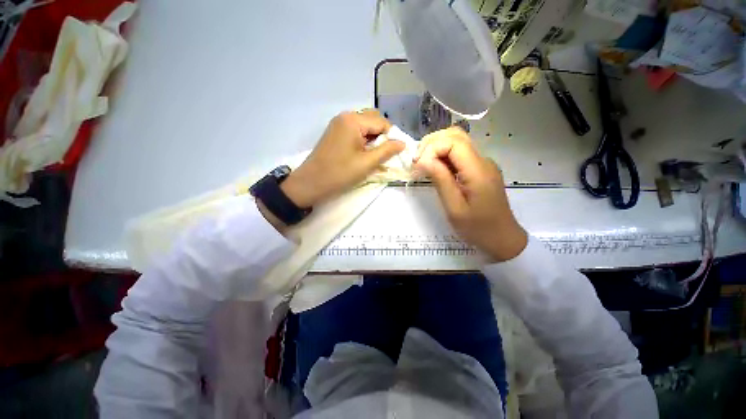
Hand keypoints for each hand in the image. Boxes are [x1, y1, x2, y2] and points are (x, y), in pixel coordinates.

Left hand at [281, 110, 404, 207]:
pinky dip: (363, 141)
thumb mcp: (367, 163)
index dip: (392, 137)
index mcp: (354, 120)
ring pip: (364, 126)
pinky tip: (364, 154)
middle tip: (384, 155)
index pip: (382, 122)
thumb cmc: (339, 174)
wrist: (310, 183)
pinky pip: (355, 132)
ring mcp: (338, 124)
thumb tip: (403, 143)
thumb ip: (387, 151)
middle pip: (373, 121)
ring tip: (374, 156)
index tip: (395, 153)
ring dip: (373, 139)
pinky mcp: (335, 133)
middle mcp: (346, 116)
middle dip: (382, 136)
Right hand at [413, 127, 527, 261]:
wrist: (502, 238)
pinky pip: (460, 154)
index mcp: (478, 171)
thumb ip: (440, 180)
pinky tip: (435, 169)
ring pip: (457, 142)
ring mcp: (483, 164)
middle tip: (417, 162)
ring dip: (437, 148)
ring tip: (423, 165)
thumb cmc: (477, 228)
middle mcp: (483, 161)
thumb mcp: (454, 208)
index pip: (454, 142)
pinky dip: (443, 156)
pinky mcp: (479, 169)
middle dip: (432, 144)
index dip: (432, 148)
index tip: (418, 166)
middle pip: (456, 135)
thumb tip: (423, 160)